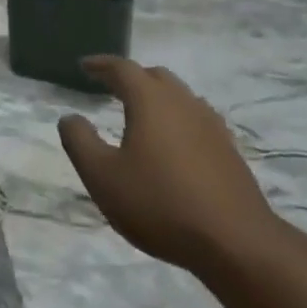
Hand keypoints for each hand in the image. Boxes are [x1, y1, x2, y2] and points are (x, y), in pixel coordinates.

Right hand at [58, 58, 273, 268]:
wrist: (236, 242)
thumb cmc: (160, 203)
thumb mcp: (102, 176)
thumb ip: (80, 141)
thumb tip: (70, 117)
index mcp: (151, 100)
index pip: (122, 68)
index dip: (100, 65)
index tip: (84, 66)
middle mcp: (183, 102)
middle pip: (154, 76)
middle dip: (130, 77)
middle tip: (109, 87)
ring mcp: (211, 125)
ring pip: (179, 96)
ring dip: (156, 97)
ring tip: (139, 114)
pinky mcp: (228, 150)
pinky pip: (196, 120)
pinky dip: (176, 120)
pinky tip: (172, 144)